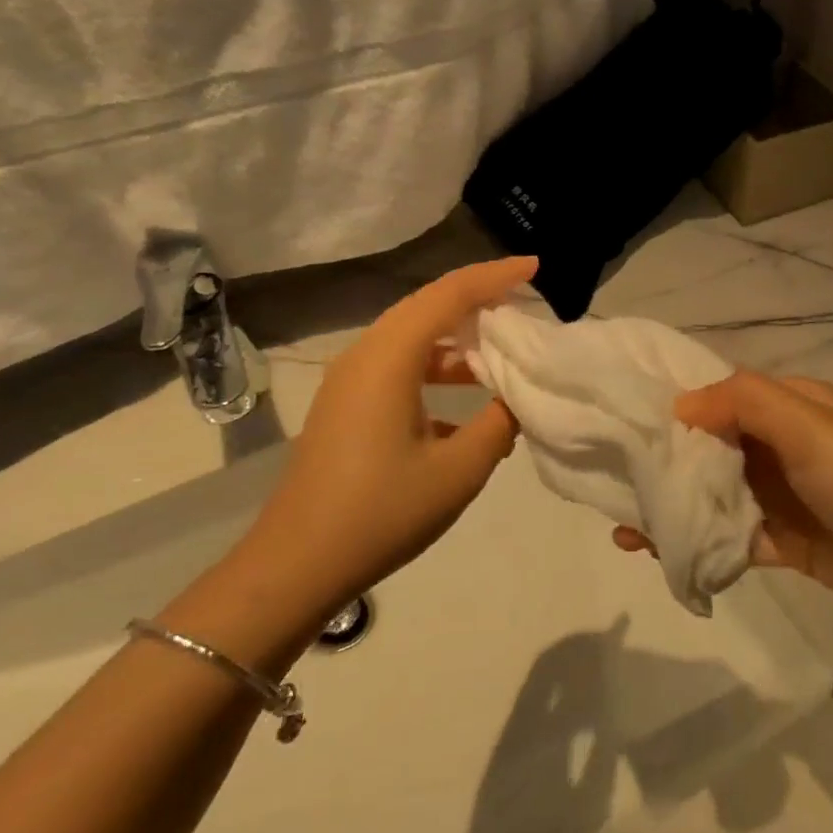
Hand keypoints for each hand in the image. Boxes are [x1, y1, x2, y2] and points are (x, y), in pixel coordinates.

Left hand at [247, 256, 537, 617]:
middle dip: (479, 297)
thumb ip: (499, 423)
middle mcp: (365, 355)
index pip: (450, 294)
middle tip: (525, 299)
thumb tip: (516, 398)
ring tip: (504, 348)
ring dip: (459, 336)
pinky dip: (438, 365)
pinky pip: (400, 364)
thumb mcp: (459, 470)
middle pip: (428, 305)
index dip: (496, 276)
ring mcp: (351, 381)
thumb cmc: (382, 512)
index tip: (536, 267)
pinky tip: (467, 399)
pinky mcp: (347, 405)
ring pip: (413, 336)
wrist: (296, 566)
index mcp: (389, 358)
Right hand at [616, 370, 832, 635]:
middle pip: (714, 447)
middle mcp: (784, 446)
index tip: (624, 418)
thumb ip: (743, 402)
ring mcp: (785, 497)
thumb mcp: (808, 424)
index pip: (722, 396)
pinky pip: (733, 538)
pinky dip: (698, 542)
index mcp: (791, 406)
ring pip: (718, 494)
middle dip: (667, 459)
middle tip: (609, 473)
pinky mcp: (788, 544)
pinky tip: (658, 552)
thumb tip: (680, 404)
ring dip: (676, 504)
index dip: (676, 404)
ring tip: (621, 520)